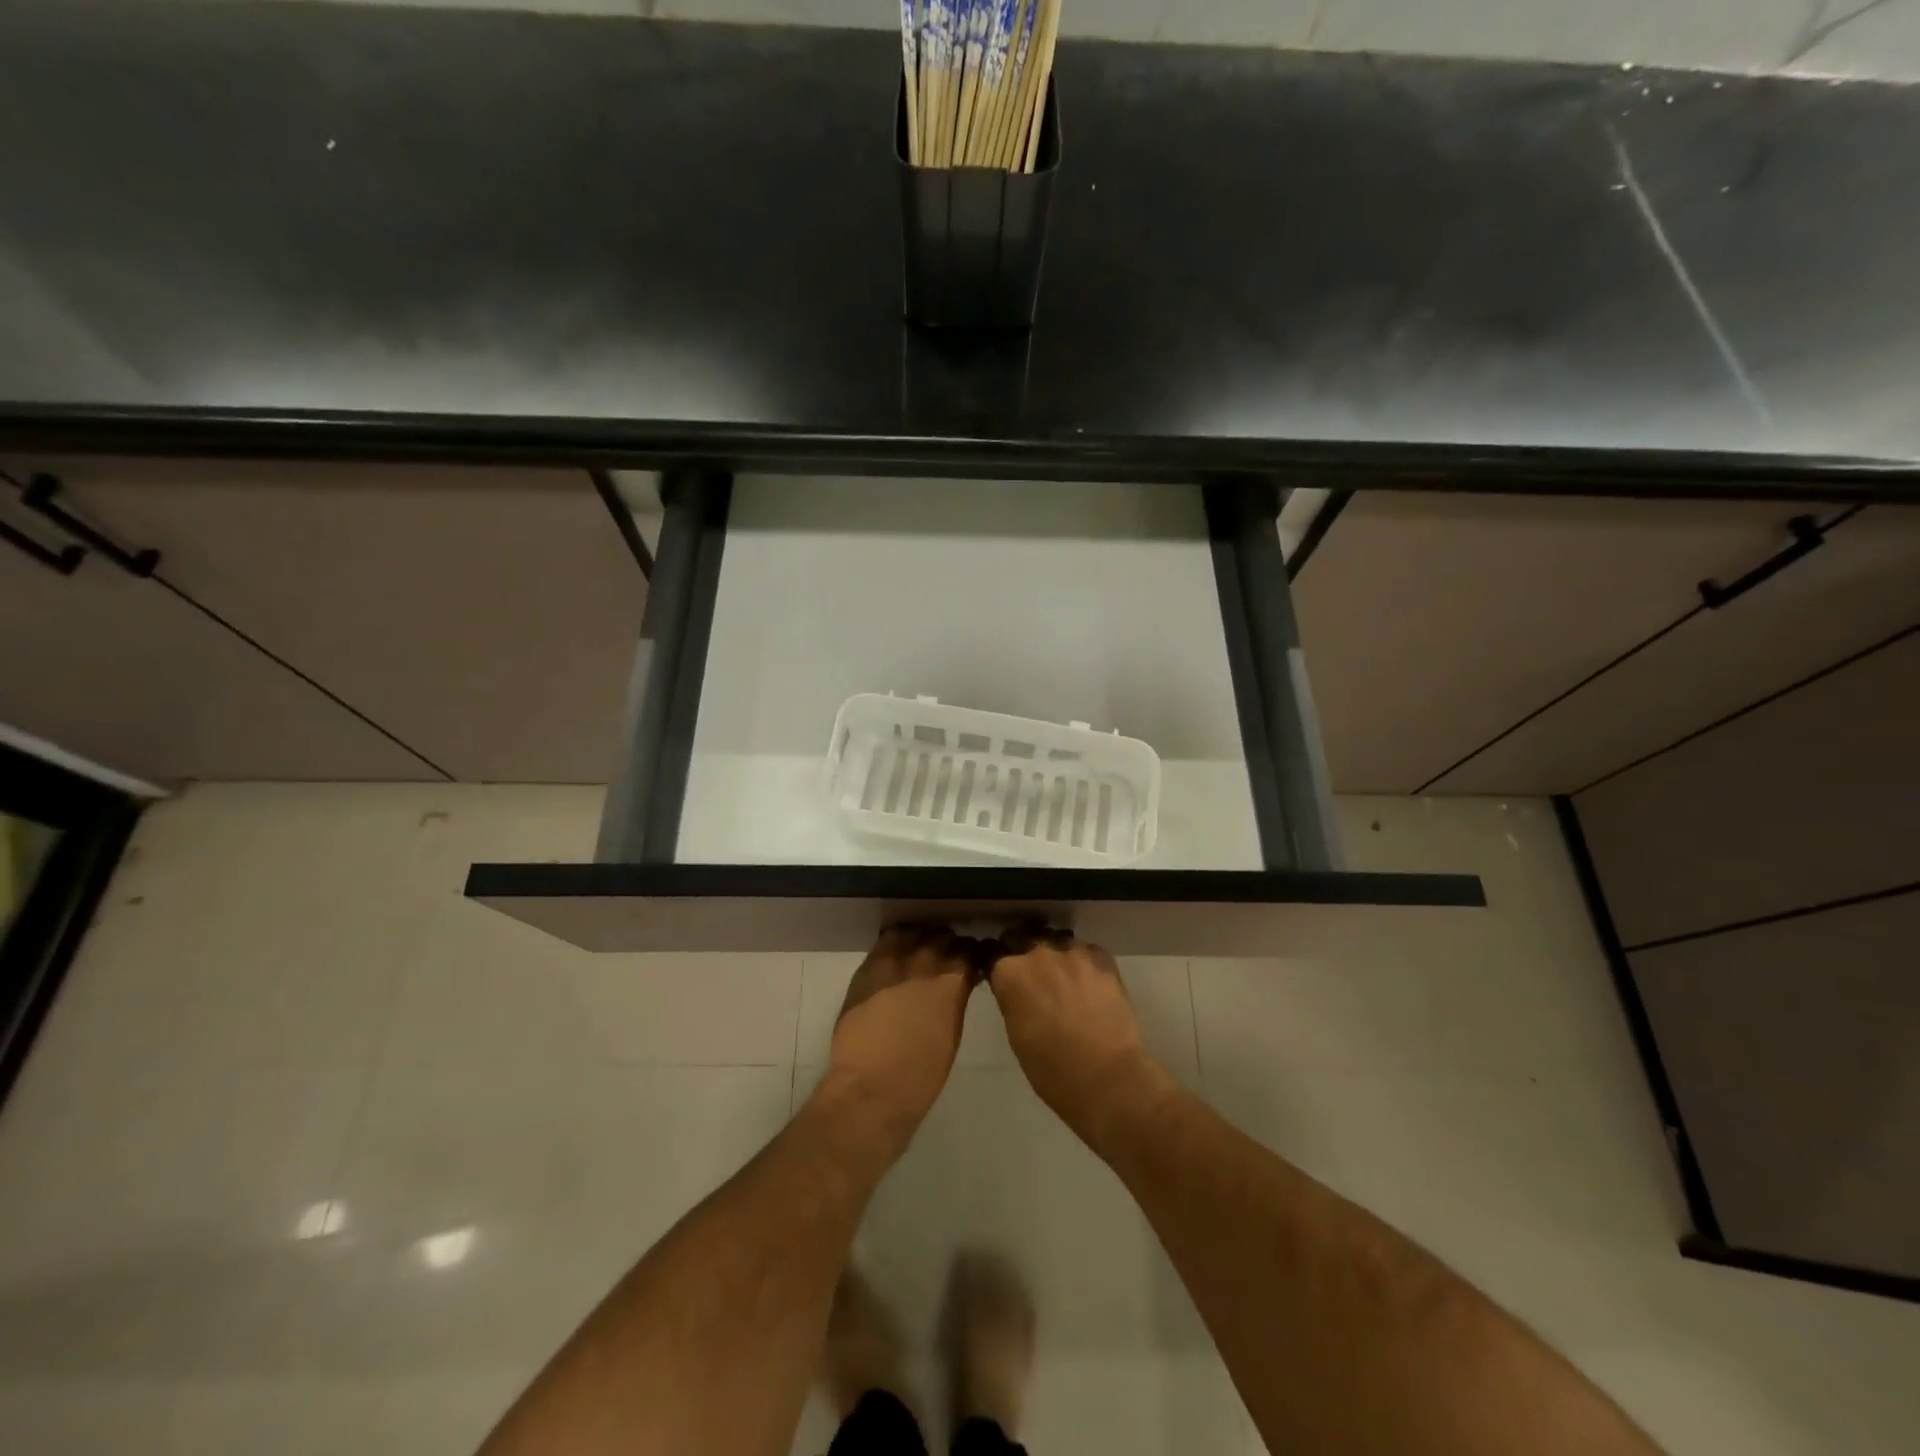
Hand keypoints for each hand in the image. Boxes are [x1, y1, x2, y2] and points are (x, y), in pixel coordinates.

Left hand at [823, 924, 980, 1138]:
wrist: (870, 1089)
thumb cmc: (921, 1076)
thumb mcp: (951, 1034)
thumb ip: (954, 1001)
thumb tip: (955, 987)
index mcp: (951, 984)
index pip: (968, 951)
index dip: (970, 952)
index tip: (970, 957)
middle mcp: (924, 965)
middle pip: (941, 937)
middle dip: (947, 942)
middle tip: (947, 951)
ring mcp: (892, 964)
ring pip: (911, 933)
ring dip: (919, 937)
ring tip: (920, 946)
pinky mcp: (866, 970)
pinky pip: (884, 943)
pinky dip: (895, 942)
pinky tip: (896, 950)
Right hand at [987, 930, 1166, 1142]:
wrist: (1107, 1077)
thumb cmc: (1051, 1069)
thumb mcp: (1015, 1033)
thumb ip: (1011, 999)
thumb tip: (1014, 989)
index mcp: (1010, 973)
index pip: (990, 953)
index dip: (993, 963)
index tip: (999, 974)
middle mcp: (1037, 952)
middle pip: (1021, 938)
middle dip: (1021, 952)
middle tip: (1030, 976)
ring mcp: (1072, 951)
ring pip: (1055, 940)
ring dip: (1053, 954)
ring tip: (1062, 977)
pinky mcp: (1102, 957)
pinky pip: (1085, 950)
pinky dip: (1083, 962)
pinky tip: (1088, 983)